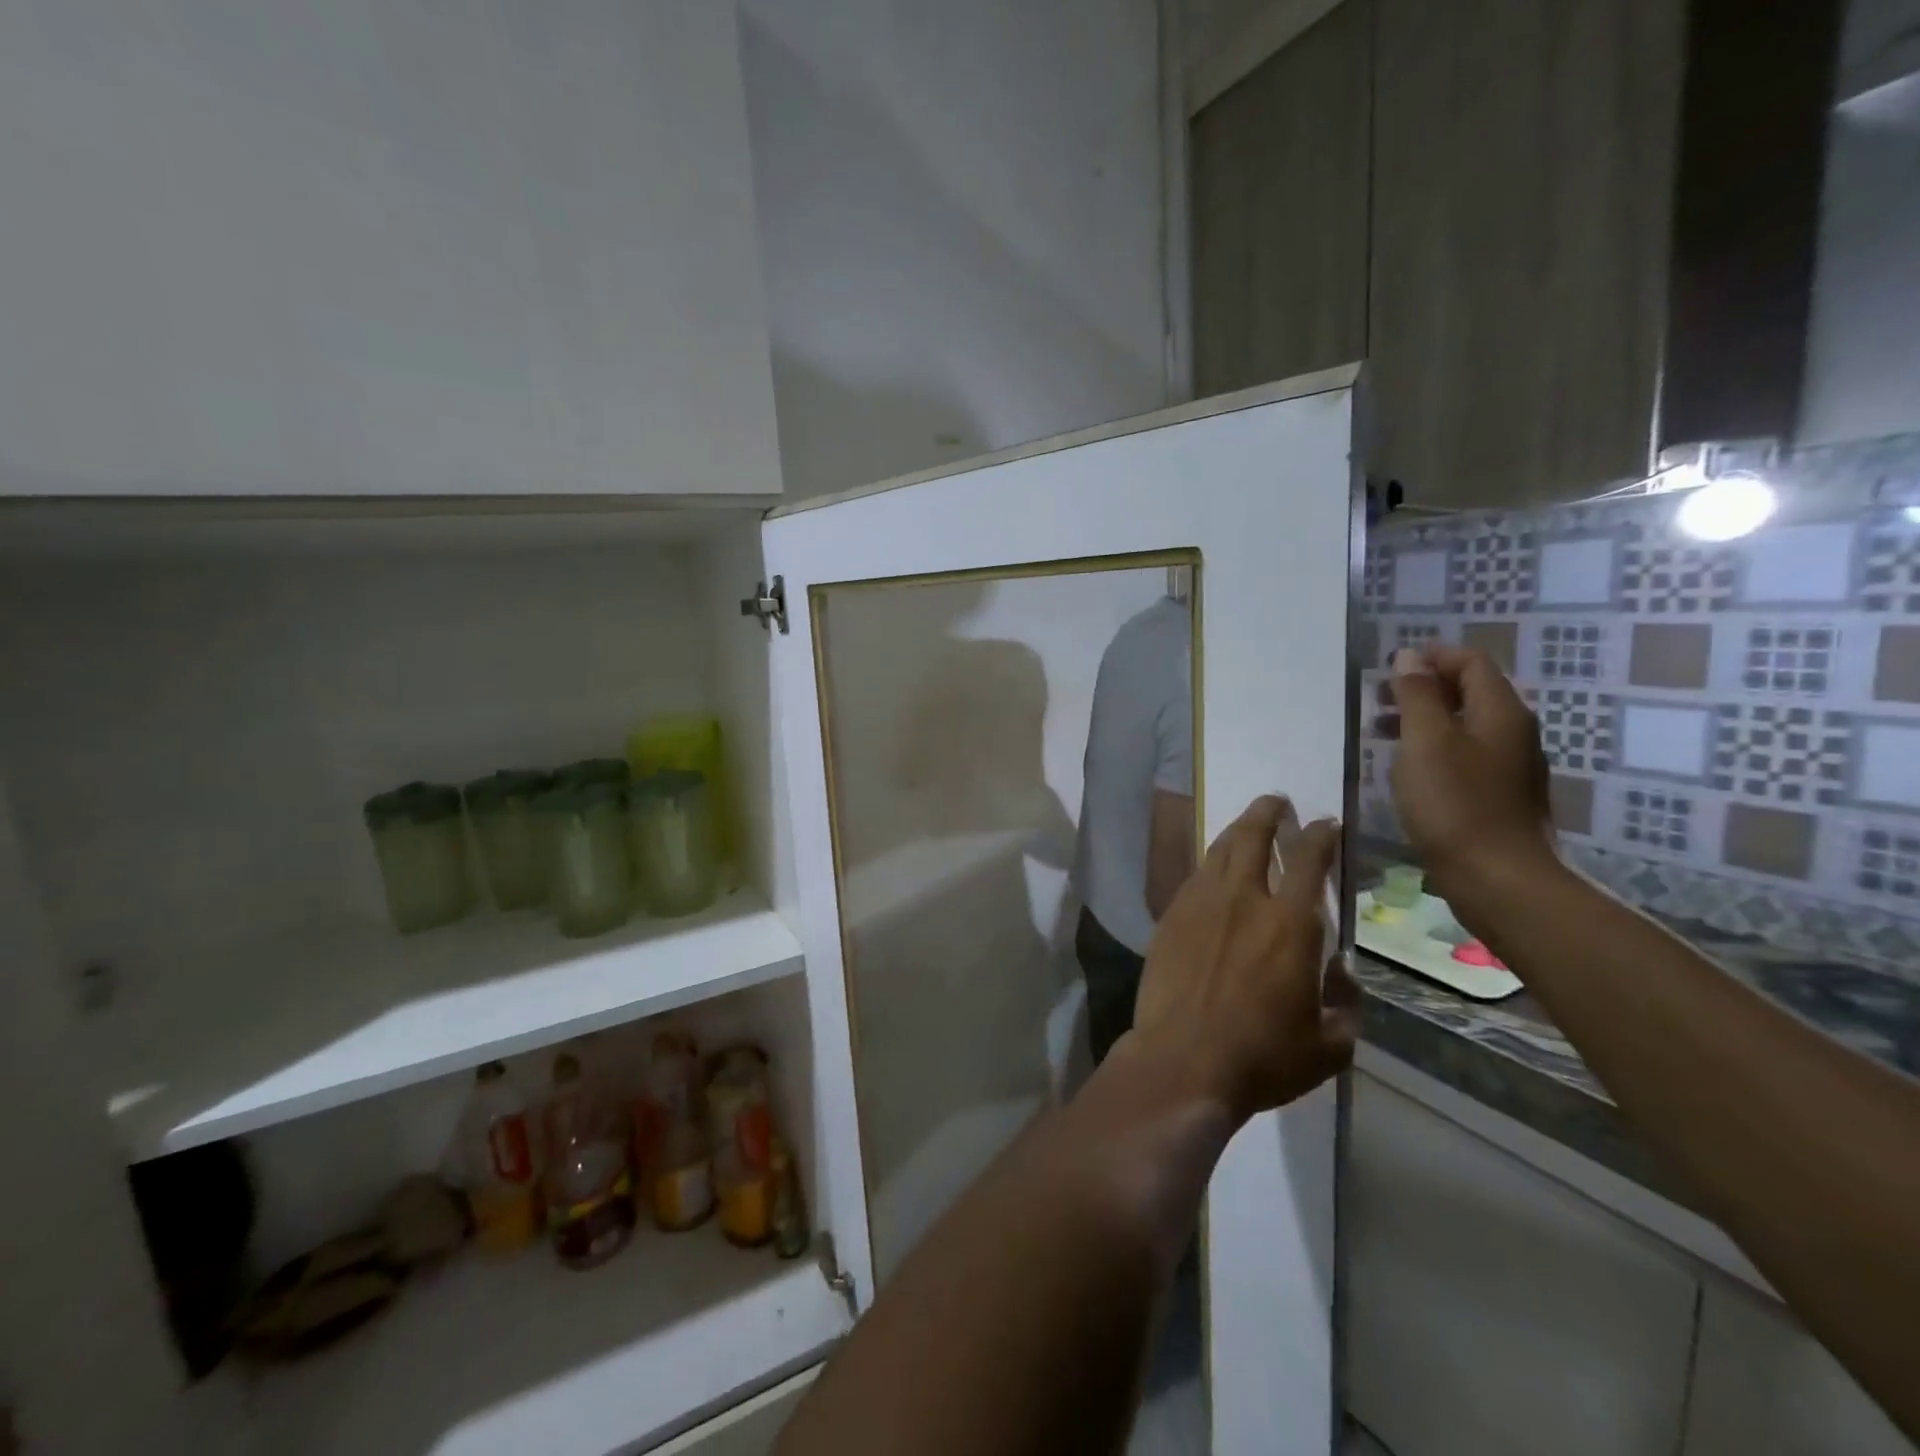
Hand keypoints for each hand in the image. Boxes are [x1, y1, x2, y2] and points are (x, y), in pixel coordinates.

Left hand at [1132, 795, 1355, 1122]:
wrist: (1182, 1060)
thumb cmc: (1262, 1057)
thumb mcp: (1328, 1046)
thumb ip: (1344, 1004)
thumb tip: (1342, 974)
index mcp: (1290, 924)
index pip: (1309, 861)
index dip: (1320, 836)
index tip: (1325, 824)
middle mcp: (1244, 900)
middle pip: (1253, 838)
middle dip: (1267, 813)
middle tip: (1276, 801)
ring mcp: (1200, 905)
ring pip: (1218, 851)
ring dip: (1236, 831)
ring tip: (1246, 825)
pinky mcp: (1170, 918)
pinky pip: (1193, 877)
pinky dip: (1208, 864)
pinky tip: (1212, 869)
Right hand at [1386, 646, 1558, 916]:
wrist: (1496, 878)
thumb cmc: (1454, 803)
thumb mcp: (1425, 741)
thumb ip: (1416, 696)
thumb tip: (1409, 657)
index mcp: (1501, 712)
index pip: (1471, 662)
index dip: (1432, 657)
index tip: (1390, 669)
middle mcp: (1514, 732)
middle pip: (1470, 692)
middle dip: (1424, 688)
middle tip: (1379, 700)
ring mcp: (1510, 766)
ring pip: (1466, 725)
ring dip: (1425, 719)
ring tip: (1382, 733)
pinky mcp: (1499, 795)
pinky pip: (1466, 754)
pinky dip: (1434, 748)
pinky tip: (1408, 769)